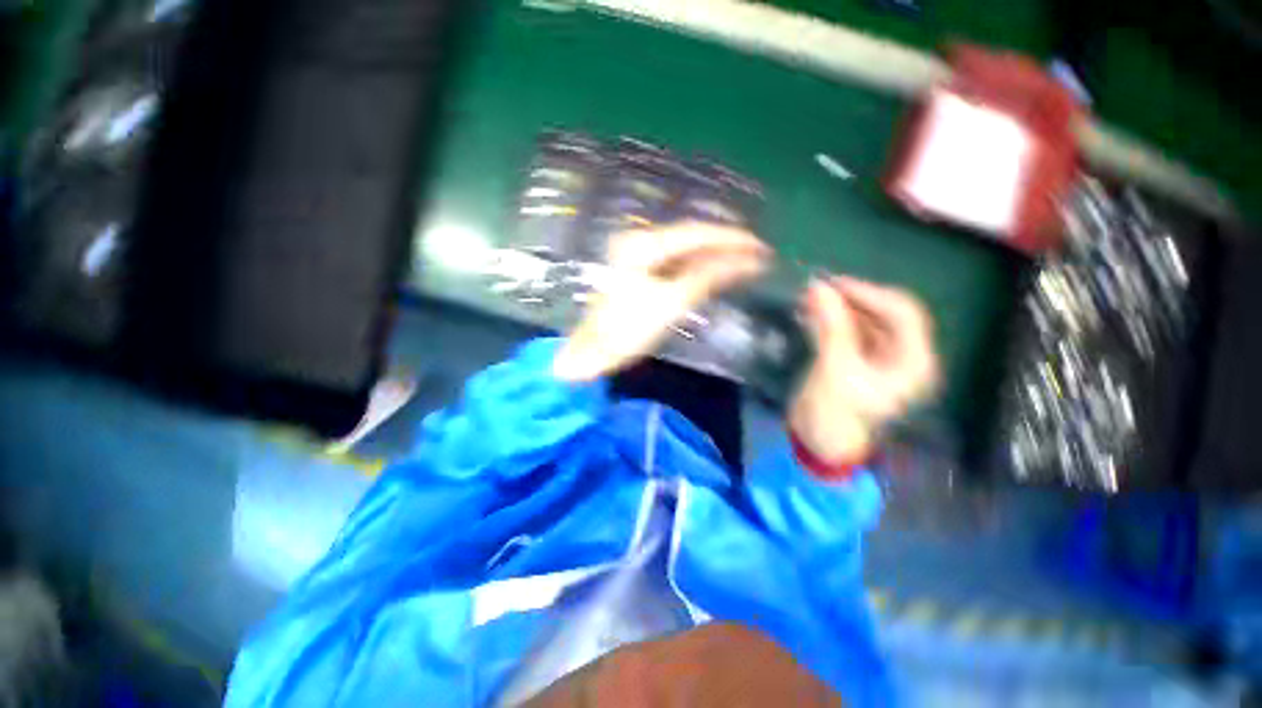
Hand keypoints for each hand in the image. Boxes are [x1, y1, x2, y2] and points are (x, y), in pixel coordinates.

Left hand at [553, 223, 768, 381]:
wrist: (593, 353)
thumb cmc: (628, 330)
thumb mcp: (671, 303)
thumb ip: (708, 278)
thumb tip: (747, 262)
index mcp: (643, 245)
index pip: (695, 233)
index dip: (729, 238)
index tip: (760, 245)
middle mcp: (640, 242)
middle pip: (690, 238)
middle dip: (725, 245)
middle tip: (758, 252)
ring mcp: (638, 257)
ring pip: (684, 250)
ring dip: (713, 255)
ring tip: (744, 260)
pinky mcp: (640, 273)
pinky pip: (676, 263)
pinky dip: (698, 267)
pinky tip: (716, 271)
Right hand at [789, 276, 939, 463]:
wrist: (818, 441)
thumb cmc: (835, 414)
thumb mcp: (835, 369)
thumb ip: (830, 327)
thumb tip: (818, 287)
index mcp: (913, 363)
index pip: (902, 314)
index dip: (871, 293)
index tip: (835, 283)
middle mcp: (902, 356)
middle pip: (884, 315)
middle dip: (852, 299)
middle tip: (818, 288)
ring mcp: (879, 358)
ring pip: (864, 321)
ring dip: (839, 308)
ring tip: (810, 297)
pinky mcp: (858, 359)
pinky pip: (849, 331)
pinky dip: (831, 320)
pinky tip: (811, 312)